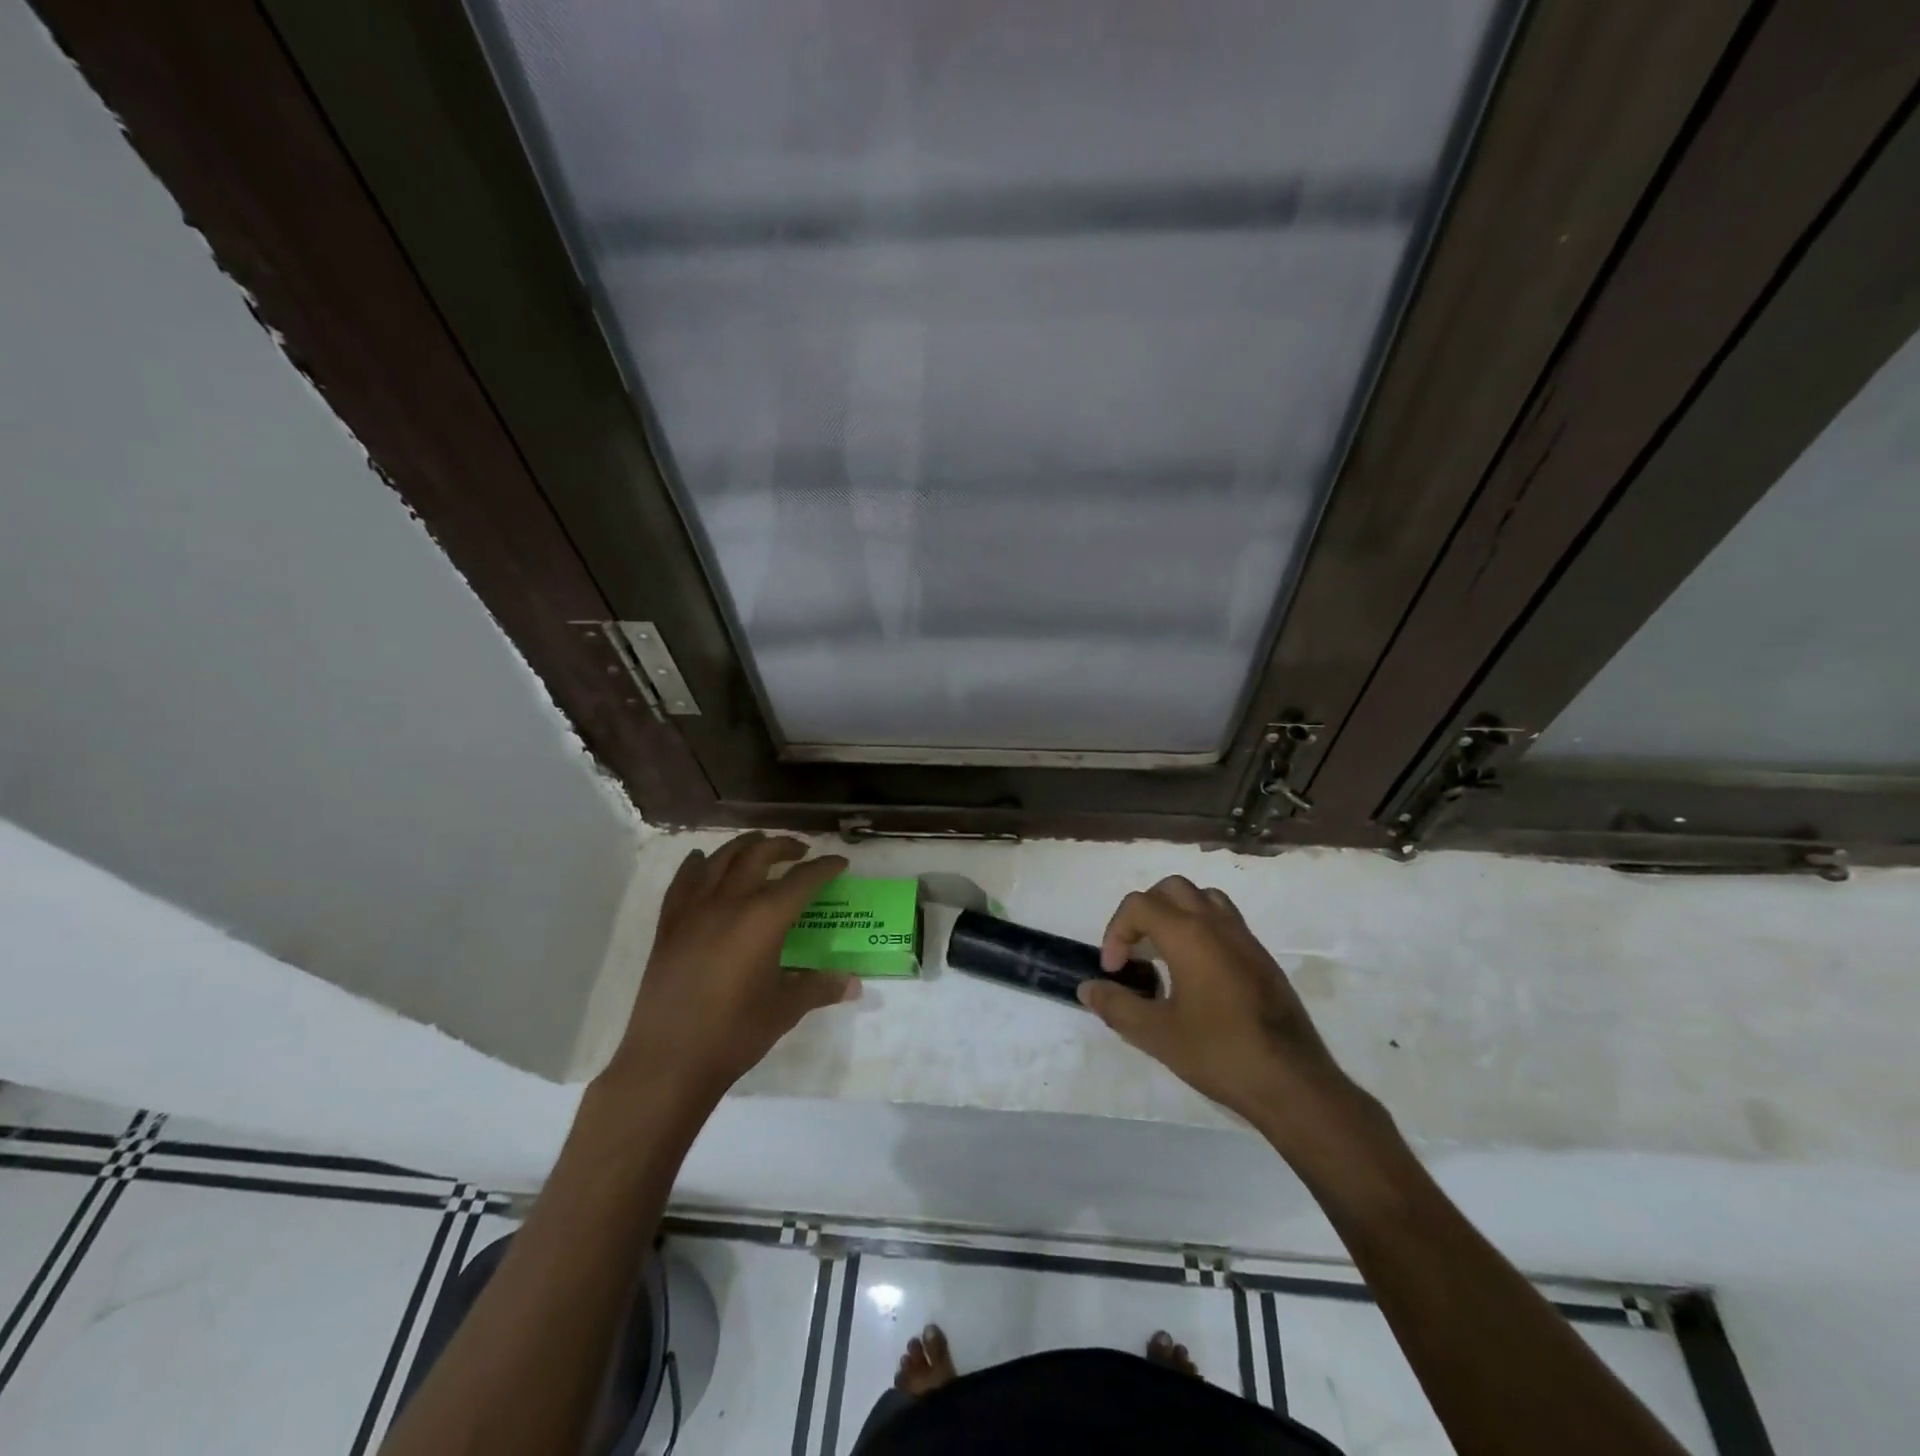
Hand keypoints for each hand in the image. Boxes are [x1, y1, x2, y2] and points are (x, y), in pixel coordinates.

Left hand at [604, 833, 858, 1105]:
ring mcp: (693, 910)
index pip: (802, 880)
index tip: (839, 862)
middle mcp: (729, 902)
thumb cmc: (734, 1034)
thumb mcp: (785, 1009)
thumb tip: (854, 983)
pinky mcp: (669, 925)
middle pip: (758, 855)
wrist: (668, 1061)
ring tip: (759, 848)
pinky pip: (684, 881)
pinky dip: (698, 865)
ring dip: (744, 846)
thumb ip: (820, 987)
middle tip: (800, 852)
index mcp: (763, 919)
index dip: (824, 868)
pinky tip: (703, 861)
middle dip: (783, 846)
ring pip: (720, 859)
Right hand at [1078, 876, 1370, 1152]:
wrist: (1292, 1082)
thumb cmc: (1219, 1053)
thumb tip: (1088, 988)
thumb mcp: (1156, 1034)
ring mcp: (1244, 938)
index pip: (1139, 905)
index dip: (1116, 932)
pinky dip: (1201, 928)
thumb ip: (1116, 1005)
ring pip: (1203, 898)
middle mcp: (1216, 924)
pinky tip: (1197, 972)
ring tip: (1165, 952)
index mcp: (1188, 934)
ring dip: (1176, 913)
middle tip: (1135, 950)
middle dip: (1144, 912)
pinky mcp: (1262, 957)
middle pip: (1171, 889)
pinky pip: (1225, 921)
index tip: (1114, 970)